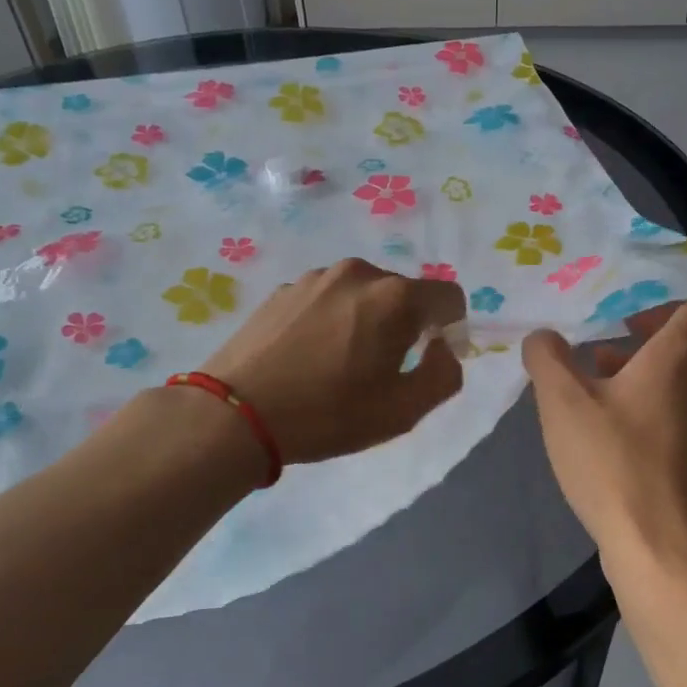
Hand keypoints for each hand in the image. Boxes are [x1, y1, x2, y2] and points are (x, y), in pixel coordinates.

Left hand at [201, 258, 465, 464]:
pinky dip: (333, 319)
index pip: (449, 297)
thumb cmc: (328, 414)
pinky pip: (327, 298)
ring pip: (363, 294)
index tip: (431, 359)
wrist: (235, 413)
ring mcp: (316, 277)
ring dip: (367, 320)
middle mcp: (358, 273)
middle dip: (407, 325)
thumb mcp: (402, 411)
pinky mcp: (283, 289)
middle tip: (384, 368)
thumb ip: (443, 375)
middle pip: (404, 293)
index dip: (451, 329)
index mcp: (394, 297)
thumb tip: (442, 349)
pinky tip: (310, 355)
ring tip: (341, 362)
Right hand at [523, 301, 686, 566]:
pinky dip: (636, 401)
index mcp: (677, 359)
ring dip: (631, 369)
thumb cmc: (613, 461)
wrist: (658, 546)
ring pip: (670, 377)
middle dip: (634, 331)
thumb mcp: (563, 402)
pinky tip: (596, 421)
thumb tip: (543, 336)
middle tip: (592, 329)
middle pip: (678, 340)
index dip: (662, 293)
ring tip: (583, 373)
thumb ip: (547, 358)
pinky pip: (665, 409)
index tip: (621, 294)